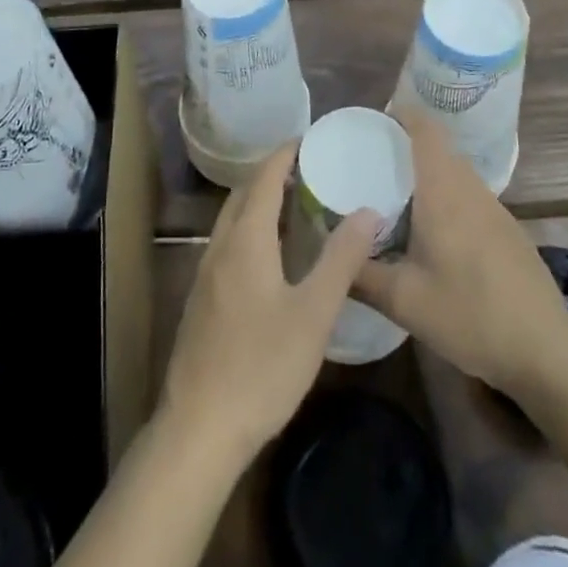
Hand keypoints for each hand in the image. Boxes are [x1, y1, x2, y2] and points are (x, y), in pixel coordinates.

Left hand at [160, 142, 380, 462]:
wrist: (199, 427)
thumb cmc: (261, 366)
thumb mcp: (313, 314)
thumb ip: (341, 260)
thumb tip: (368, 211)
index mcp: (245, 239)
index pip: (264, 178)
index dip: (285, 153)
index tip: (311, 139)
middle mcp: (220, 245)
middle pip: (244, 193)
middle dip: (273, 173)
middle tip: (311, 168)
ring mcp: (206, 272)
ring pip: (233, 218)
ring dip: (260, 201)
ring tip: (296, 204)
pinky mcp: (203, 298)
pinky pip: (229, 242)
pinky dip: (251, 228)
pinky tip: (272, 254)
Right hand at [354, 110, 567, 401]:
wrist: (545, 351)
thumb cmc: (470, 316)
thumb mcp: (404, 301)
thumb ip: (360, 274)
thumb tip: (329, 255)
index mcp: (444, 191)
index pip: (426, 130)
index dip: (403, 114)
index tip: (375, 120)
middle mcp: (471, 190)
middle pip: (439, 149)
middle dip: (407, 147)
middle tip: (372, 163)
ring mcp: (495, 210)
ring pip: (456, 174)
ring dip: (428, 175)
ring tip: (396, 198)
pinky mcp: (508, 232)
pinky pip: (470, 198)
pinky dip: (446, 199)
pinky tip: (433, 236)